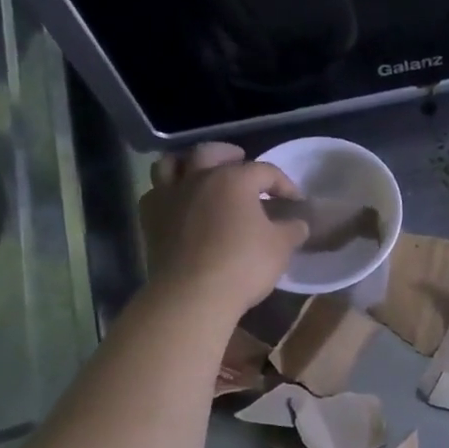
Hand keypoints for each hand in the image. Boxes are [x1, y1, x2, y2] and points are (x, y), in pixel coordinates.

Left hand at [138, 142, 306, 319]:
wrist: (193, 295)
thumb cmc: (243, 265)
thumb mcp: (281, 247)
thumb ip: (292, 229)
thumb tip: (298, 223)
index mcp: (233, 179)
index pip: (264, 171)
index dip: (284, 184)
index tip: (295, 202)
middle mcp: (198, 178)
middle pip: (211, 152)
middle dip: (229, 155)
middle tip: (241, 164)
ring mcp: (169, 196)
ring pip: (171, 164)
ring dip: (188, 164)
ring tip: (200, 174)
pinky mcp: (150, 218)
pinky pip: (155, 193)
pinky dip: (168, 193)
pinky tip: (179, 205)